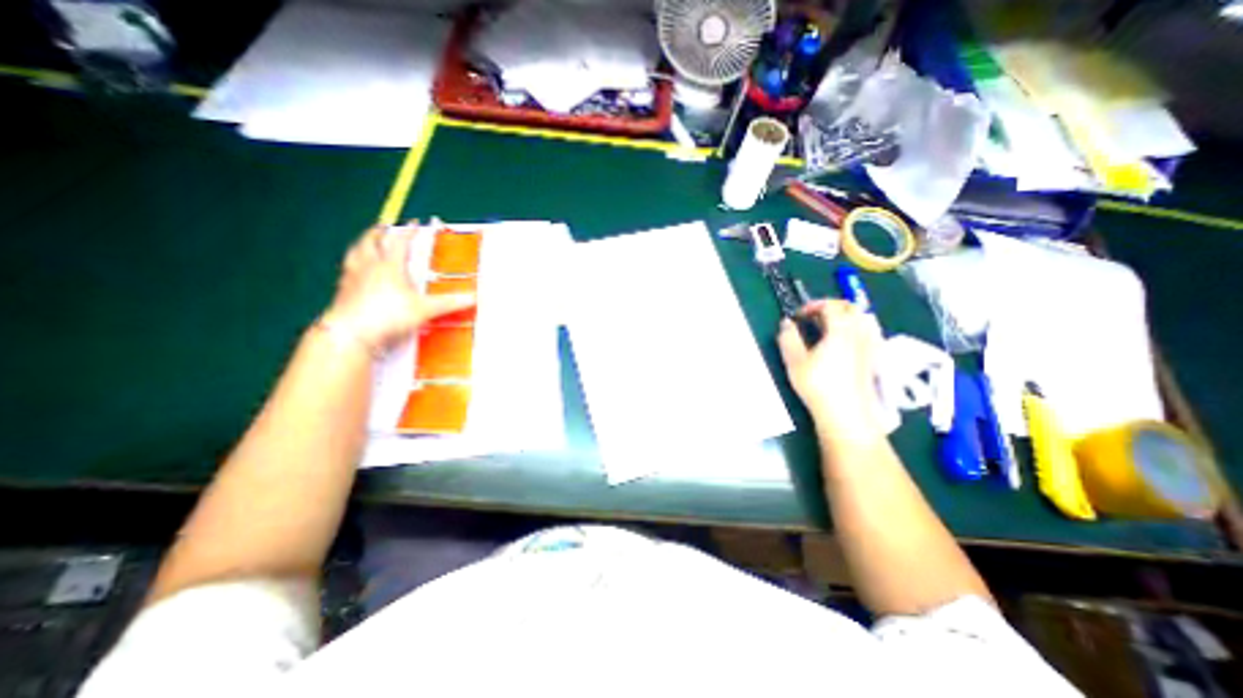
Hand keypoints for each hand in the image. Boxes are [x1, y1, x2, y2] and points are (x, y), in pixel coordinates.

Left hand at [317, 222, 475, 351]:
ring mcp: (352, 277)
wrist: (352, 332)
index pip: (400, 241)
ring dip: (363, 243)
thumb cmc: (389, 316)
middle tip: (385, 226)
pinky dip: (352, 264)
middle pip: (372, 241)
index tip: (414, 223)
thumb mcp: (425, 309)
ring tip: (366, 241)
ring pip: (356, 252)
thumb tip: (473, 298)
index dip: (409, 231)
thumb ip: (450, 303)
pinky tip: (355, 270)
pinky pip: (347, 270)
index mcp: (390, 265)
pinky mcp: (342, 290)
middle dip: (380, 232)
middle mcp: (369, 266)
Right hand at [774, 297, 883, 436]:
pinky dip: (856, 329)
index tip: (799, 316)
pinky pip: (869, 333)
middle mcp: (859, 333)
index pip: (830, 305)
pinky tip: (844, 343)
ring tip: (829, 327)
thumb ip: (788, 338)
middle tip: (814, 317)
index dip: (813, 305)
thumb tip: (786, 323)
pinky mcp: (874, 358)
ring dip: (846, 316)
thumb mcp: (794, 361)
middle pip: (851, 307)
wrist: (846, 413)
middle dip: (832, 306)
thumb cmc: (818, 385)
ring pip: (863, 318)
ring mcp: (870, 345)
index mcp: (840, 329)